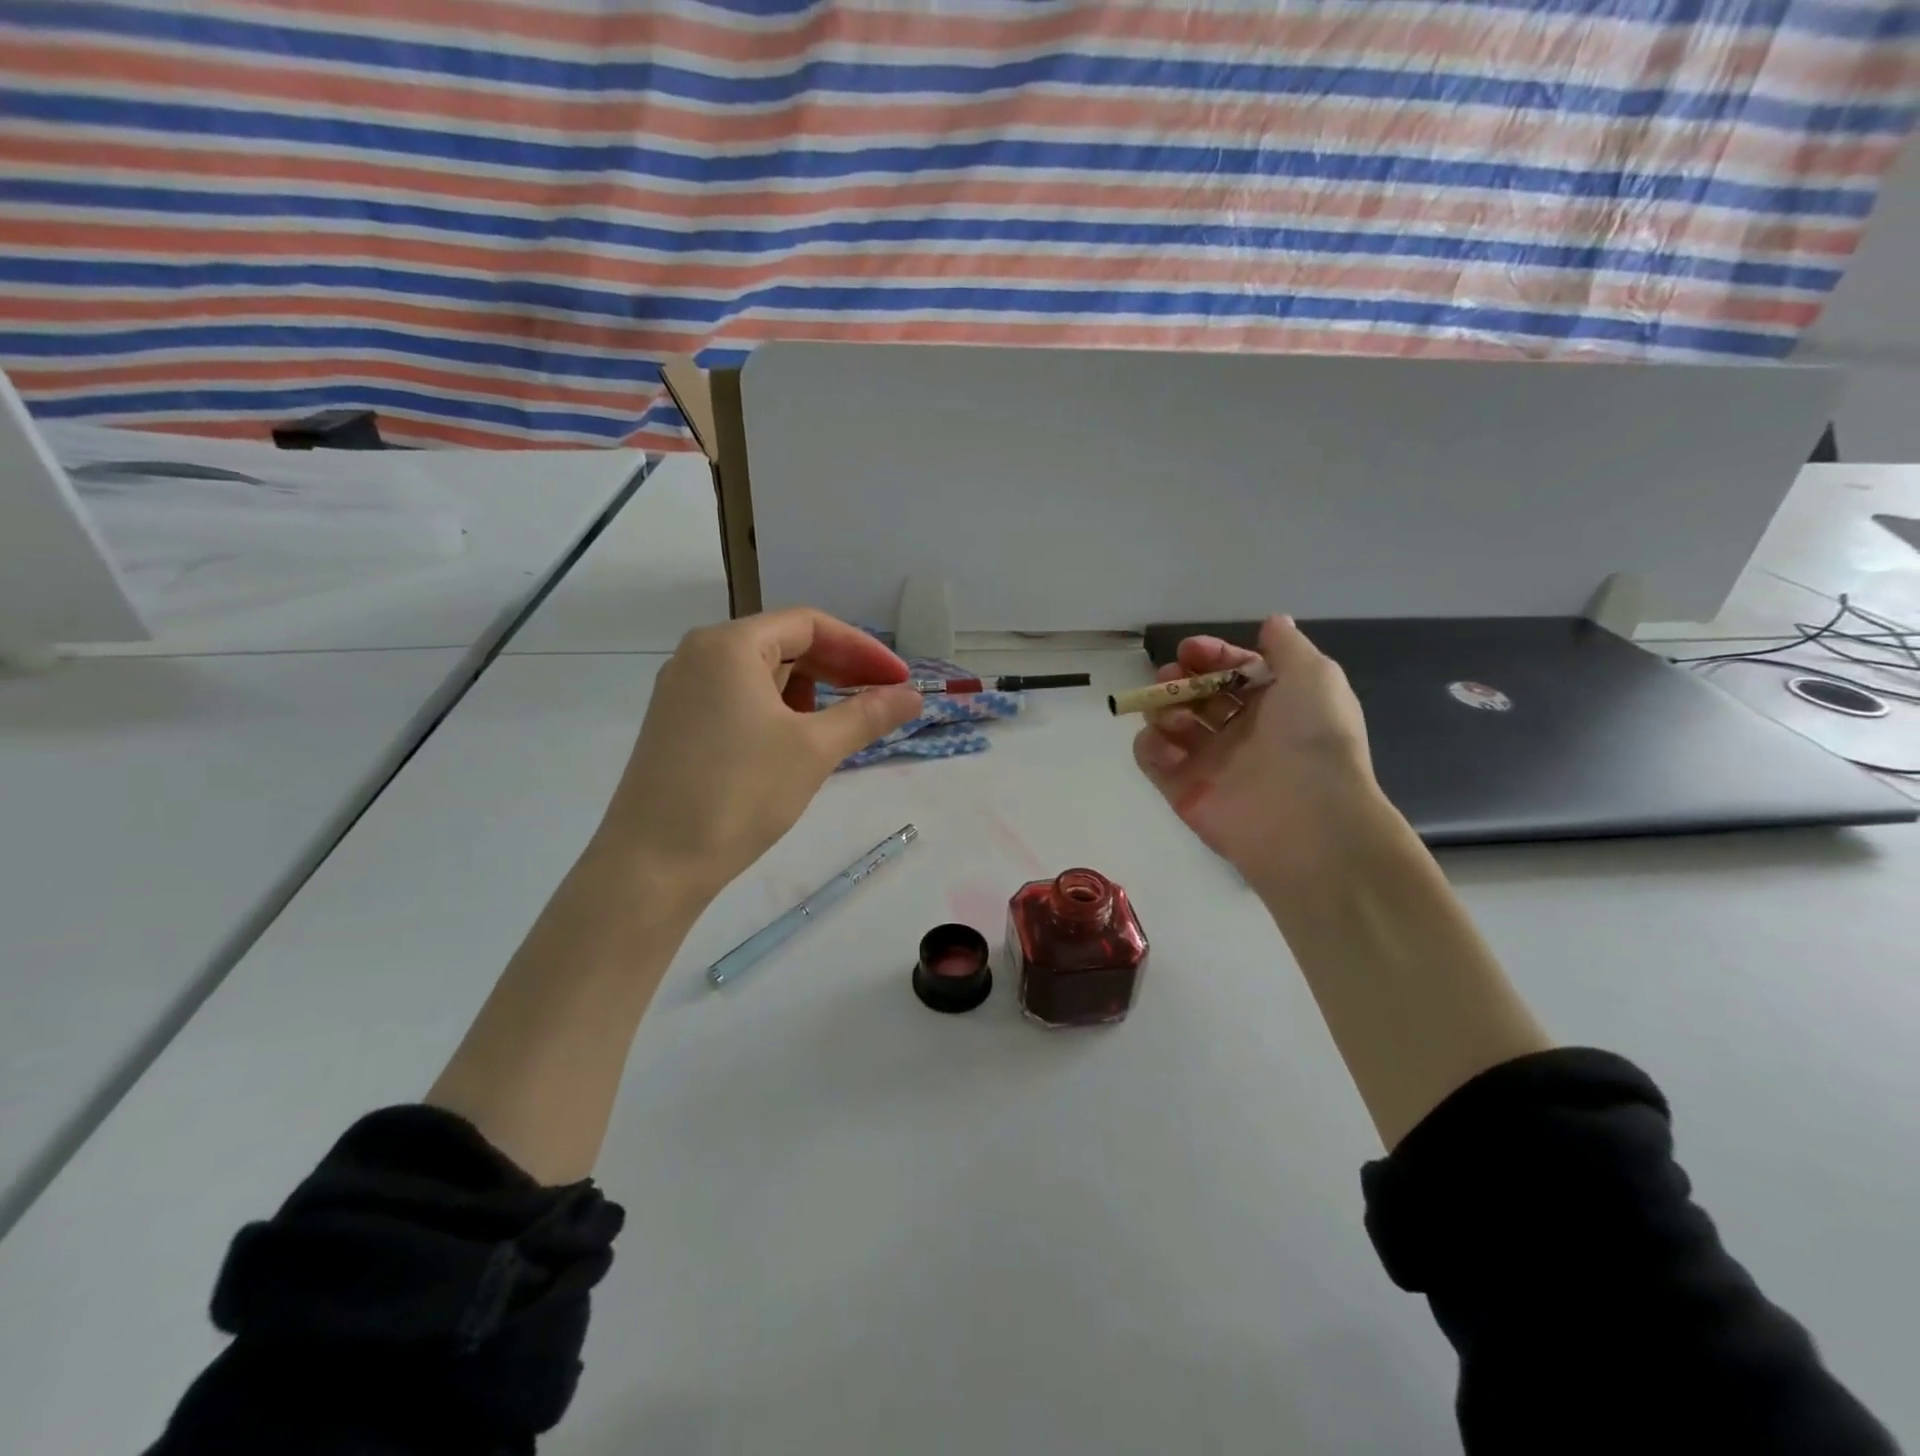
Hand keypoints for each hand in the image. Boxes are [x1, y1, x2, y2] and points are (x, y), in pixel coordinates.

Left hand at [593, 609, 922, 907]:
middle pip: (784, 644)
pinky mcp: (676, 724)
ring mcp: (682, 691)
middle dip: (838, 669)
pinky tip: (796, 743)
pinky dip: (777, 711)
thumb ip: (867, 715)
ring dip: (809, 692)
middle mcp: (699, 655)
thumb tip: (914, 697)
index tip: (899, 679)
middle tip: (880, 699)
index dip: (862, 649)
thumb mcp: (813, 750)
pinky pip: (739, 699)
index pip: (809, 625)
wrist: (652, 864)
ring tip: (840, 725)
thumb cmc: (738, 794)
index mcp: (729, 645)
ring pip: (761, 675)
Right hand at [1132, 615, 1381, 892]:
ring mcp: (1209, 762)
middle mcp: (1241, 732)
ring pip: (1171, 723)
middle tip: (1171, 677)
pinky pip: (1154, 759)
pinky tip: (1165, 745)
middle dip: (1179, 679)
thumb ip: (1287, 647)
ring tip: (1173, 715)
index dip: (1211, 655)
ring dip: (1163, 708)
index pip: (1232, 671)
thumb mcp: (1314, 675)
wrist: (1308, 816)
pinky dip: (1150, 746)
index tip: (1190, 650)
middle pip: (1197, 695)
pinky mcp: (1183, 791)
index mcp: (1274, 705)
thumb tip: (1272, 622)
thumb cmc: (1313, 737)